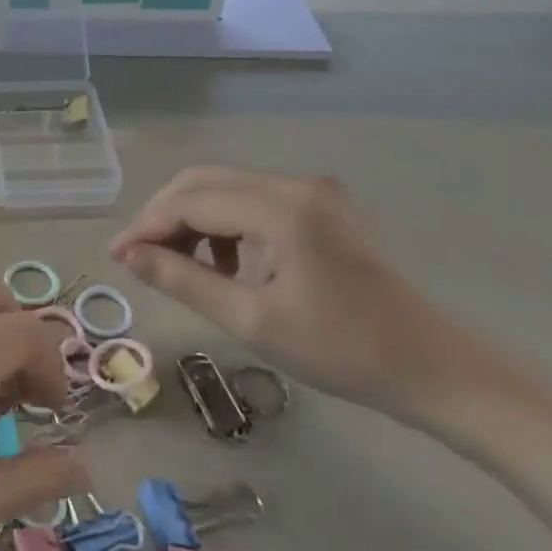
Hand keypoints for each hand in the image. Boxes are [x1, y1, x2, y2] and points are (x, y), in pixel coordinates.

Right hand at [110, 166, 504, 424]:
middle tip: (139, 258)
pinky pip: (254, 200)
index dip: (146, 226)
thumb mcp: (251, 320)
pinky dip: (226, 224)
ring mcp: (312, 191)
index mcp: (280, 208)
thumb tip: (128, 255)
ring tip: (181, 267)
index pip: (190, 201)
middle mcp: (294, 184)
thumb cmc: (343, 351)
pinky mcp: (322, 206)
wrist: (435, 369)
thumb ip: (183, 280)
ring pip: (227, 188)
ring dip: (193, 219)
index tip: (115, 257)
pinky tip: (227, 264)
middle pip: (205, 181)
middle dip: (164, 216)